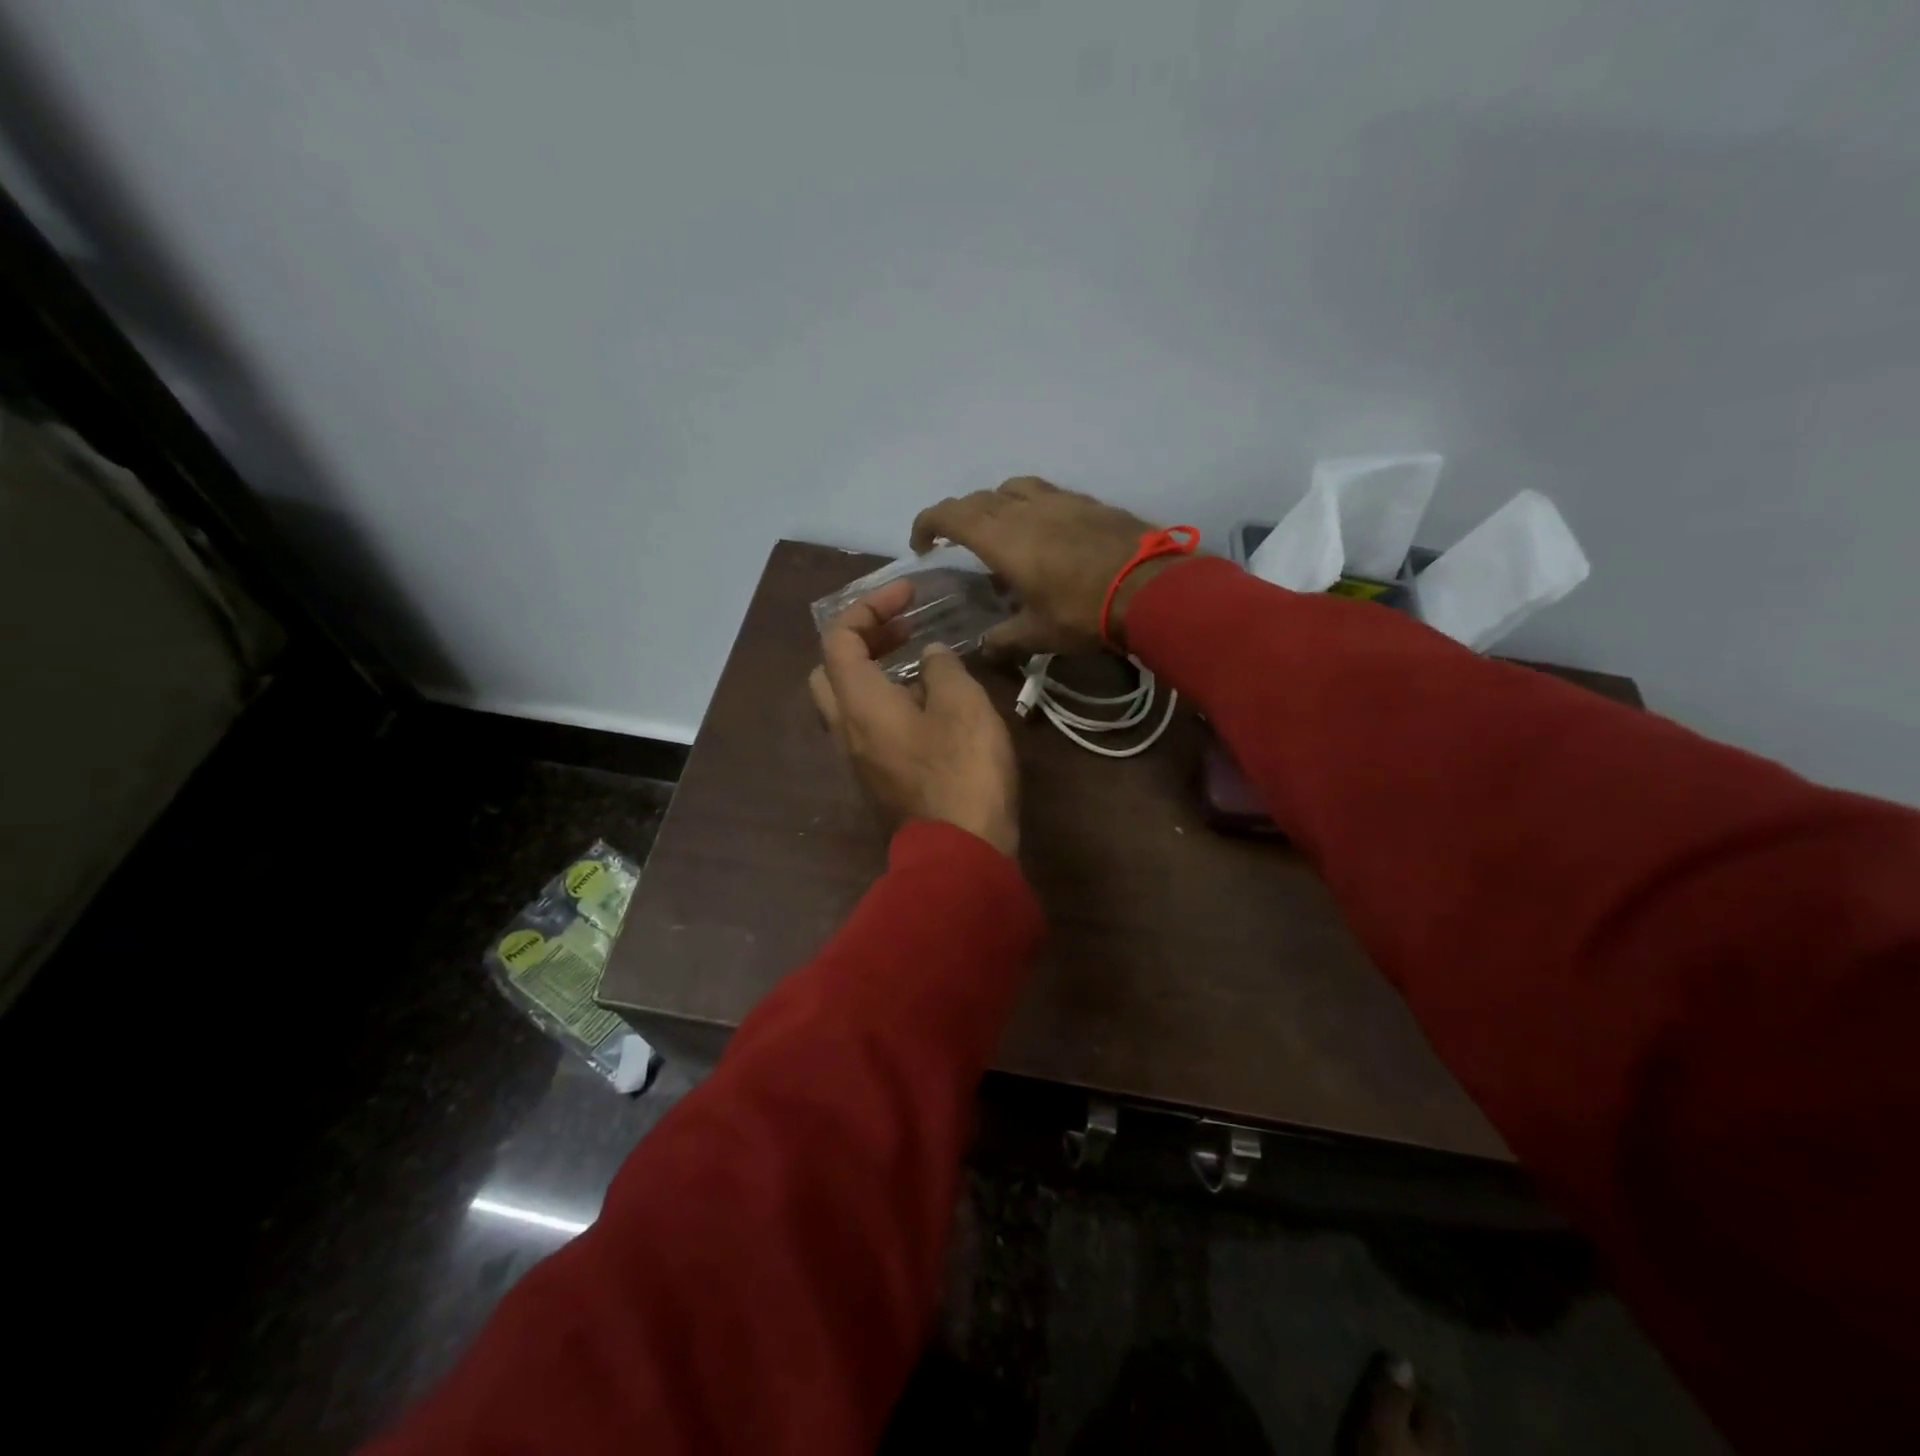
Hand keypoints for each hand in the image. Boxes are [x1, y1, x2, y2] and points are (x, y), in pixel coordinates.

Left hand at [808, 579, 1019, 856]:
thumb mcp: (963, 705)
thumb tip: (929, 658)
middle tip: (902, 630)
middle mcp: (846, 729)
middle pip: (829, 670)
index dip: (869, 606)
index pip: (839, 638)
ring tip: (921, 663)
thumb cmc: (962, 771)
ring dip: (874, 673)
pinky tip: (928, 705)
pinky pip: (868, 727)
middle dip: (861, 640)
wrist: (960, 852)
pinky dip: (886, 702)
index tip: (908, 595)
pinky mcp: (878, 779)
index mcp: (859, 703)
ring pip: (847, 702)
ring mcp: (859, 759)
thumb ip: (942, 669)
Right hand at [910, 476, 1178, 657]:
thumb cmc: (1084, 612)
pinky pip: (1044, 492)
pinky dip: (1029, 505)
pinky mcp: (1086, 501)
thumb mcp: (1038, 634)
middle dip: (958, 517)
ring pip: (1012, 488)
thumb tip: (983, 648)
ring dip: (995, 504)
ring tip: (999, 531)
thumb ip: (1004, 639)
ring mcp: (1058, 499)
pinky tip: (1042, 530)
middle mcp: (1024, 509)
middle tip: (956, 543)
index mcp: (1002, 538)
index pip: (949, 515)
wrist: (1151, 588)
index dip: (927, 523)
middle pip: (978, 499)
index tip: (921, 545)